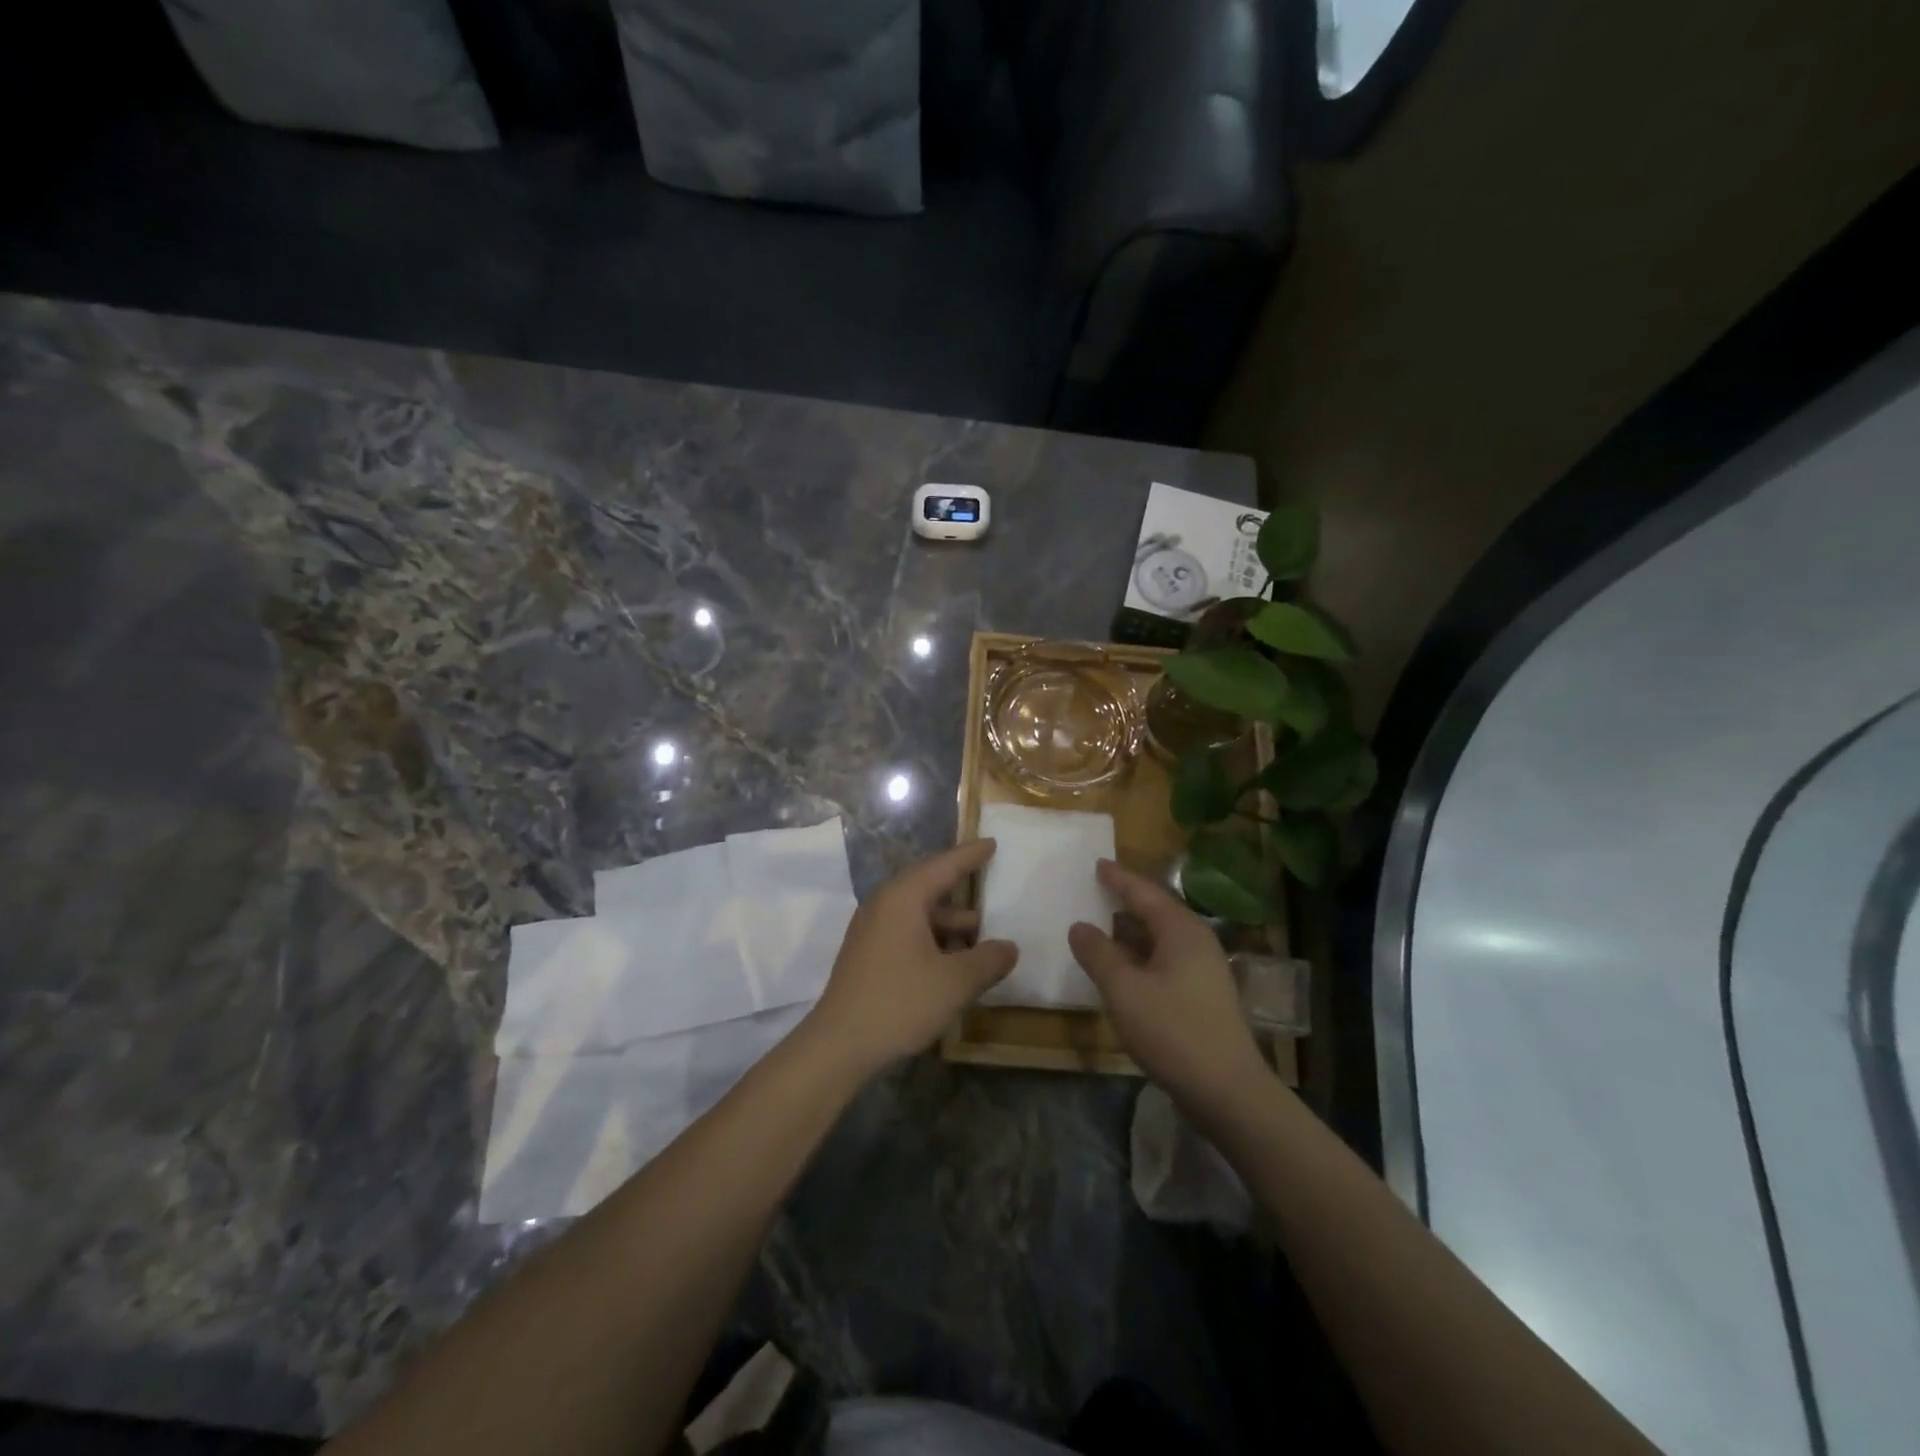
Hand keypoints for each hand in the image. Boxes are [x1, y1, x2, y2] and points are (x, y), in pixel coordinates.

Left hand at [804, 839, 1016, 1076]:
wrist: (839, 1045)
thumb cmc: (900, 1002)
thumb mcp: (956, 982)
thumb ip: (988, 960)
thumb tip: (1009, 948)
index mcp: (903, 898)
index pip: (944, 865)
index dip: (970, 855)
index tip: (992, 842)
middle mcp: (883, 905)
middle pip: (927, 885)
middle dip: (958, 886)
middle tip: (986, 880)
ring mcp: (871, 931)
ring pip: (916, 913)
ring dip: (947, 920)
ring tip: (978, 933)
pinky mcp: (866, 955)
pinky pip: (906, 932)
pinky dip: (931, 938)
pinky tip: (950, 961)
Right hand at [1068, 859, 1268, 1115]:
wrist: (1228, 1091)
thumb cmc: (1173, 1031)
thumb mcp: (1124, 989)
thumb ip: (1098, 953)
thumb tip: (1079, 926)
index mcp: (1181, 929)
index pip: (1143, 892)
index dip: (1118, 878)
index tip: (1097, 863)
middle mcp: (1196, 941)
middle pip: (1156, 910)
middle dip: (1125, 900)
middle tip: (1096, 889)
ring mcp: (1203, 969)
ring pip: (1161, 937)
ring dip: (1131, 931)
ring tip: (1101, 925)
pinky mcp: (1203, 994)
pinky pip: (1165, 959)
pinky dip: (1140, 954)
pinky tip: (1122, 966)